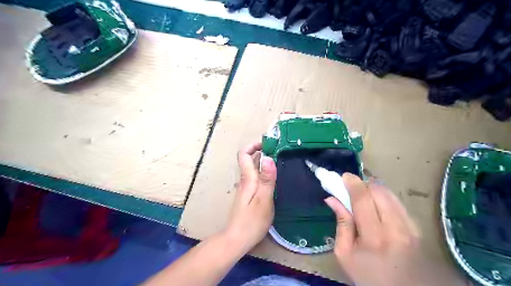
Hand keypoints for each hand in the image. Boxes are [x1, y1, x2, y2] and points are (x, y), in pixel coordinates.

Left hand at [224, 142, 277, 252]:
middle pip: (249, 159)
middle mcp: (245, 180)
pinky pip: (256, 177)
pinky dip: (264, 172)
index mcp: (247, 178)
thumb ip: (267, 179)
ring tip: (280, 161)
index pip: (244, 154)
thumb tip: (268, 157)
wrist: (237, 239)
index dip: (253, 145)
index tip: (268, 143)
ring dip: (264, 161)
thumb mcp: (263, 200)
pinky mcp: (248, 195)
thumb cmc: (252, 221)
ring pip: (253, 168)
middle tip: (280, 150)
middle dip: (262, 151)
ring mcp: (246, 187)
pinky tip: (275, 178)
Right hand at [325, 173, 420, 285]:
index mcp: (374, 237)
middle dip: (363, 184)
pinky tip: (377, 204)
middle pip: (379, 191)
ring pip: (390, 194)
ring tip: (364, 195)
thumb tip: (332, 199)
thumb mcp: (344, 253)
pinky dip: (384, 197)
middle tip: (352, 188)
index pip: (363, 199)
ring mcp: (410, 228)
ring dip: (374, 189)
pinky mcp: (417, 228)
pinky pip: (398, 202)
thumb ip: (341, 223)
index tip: (344, 176)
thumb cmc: (368, 275)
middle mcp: (396, 229)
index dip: (353, 183)